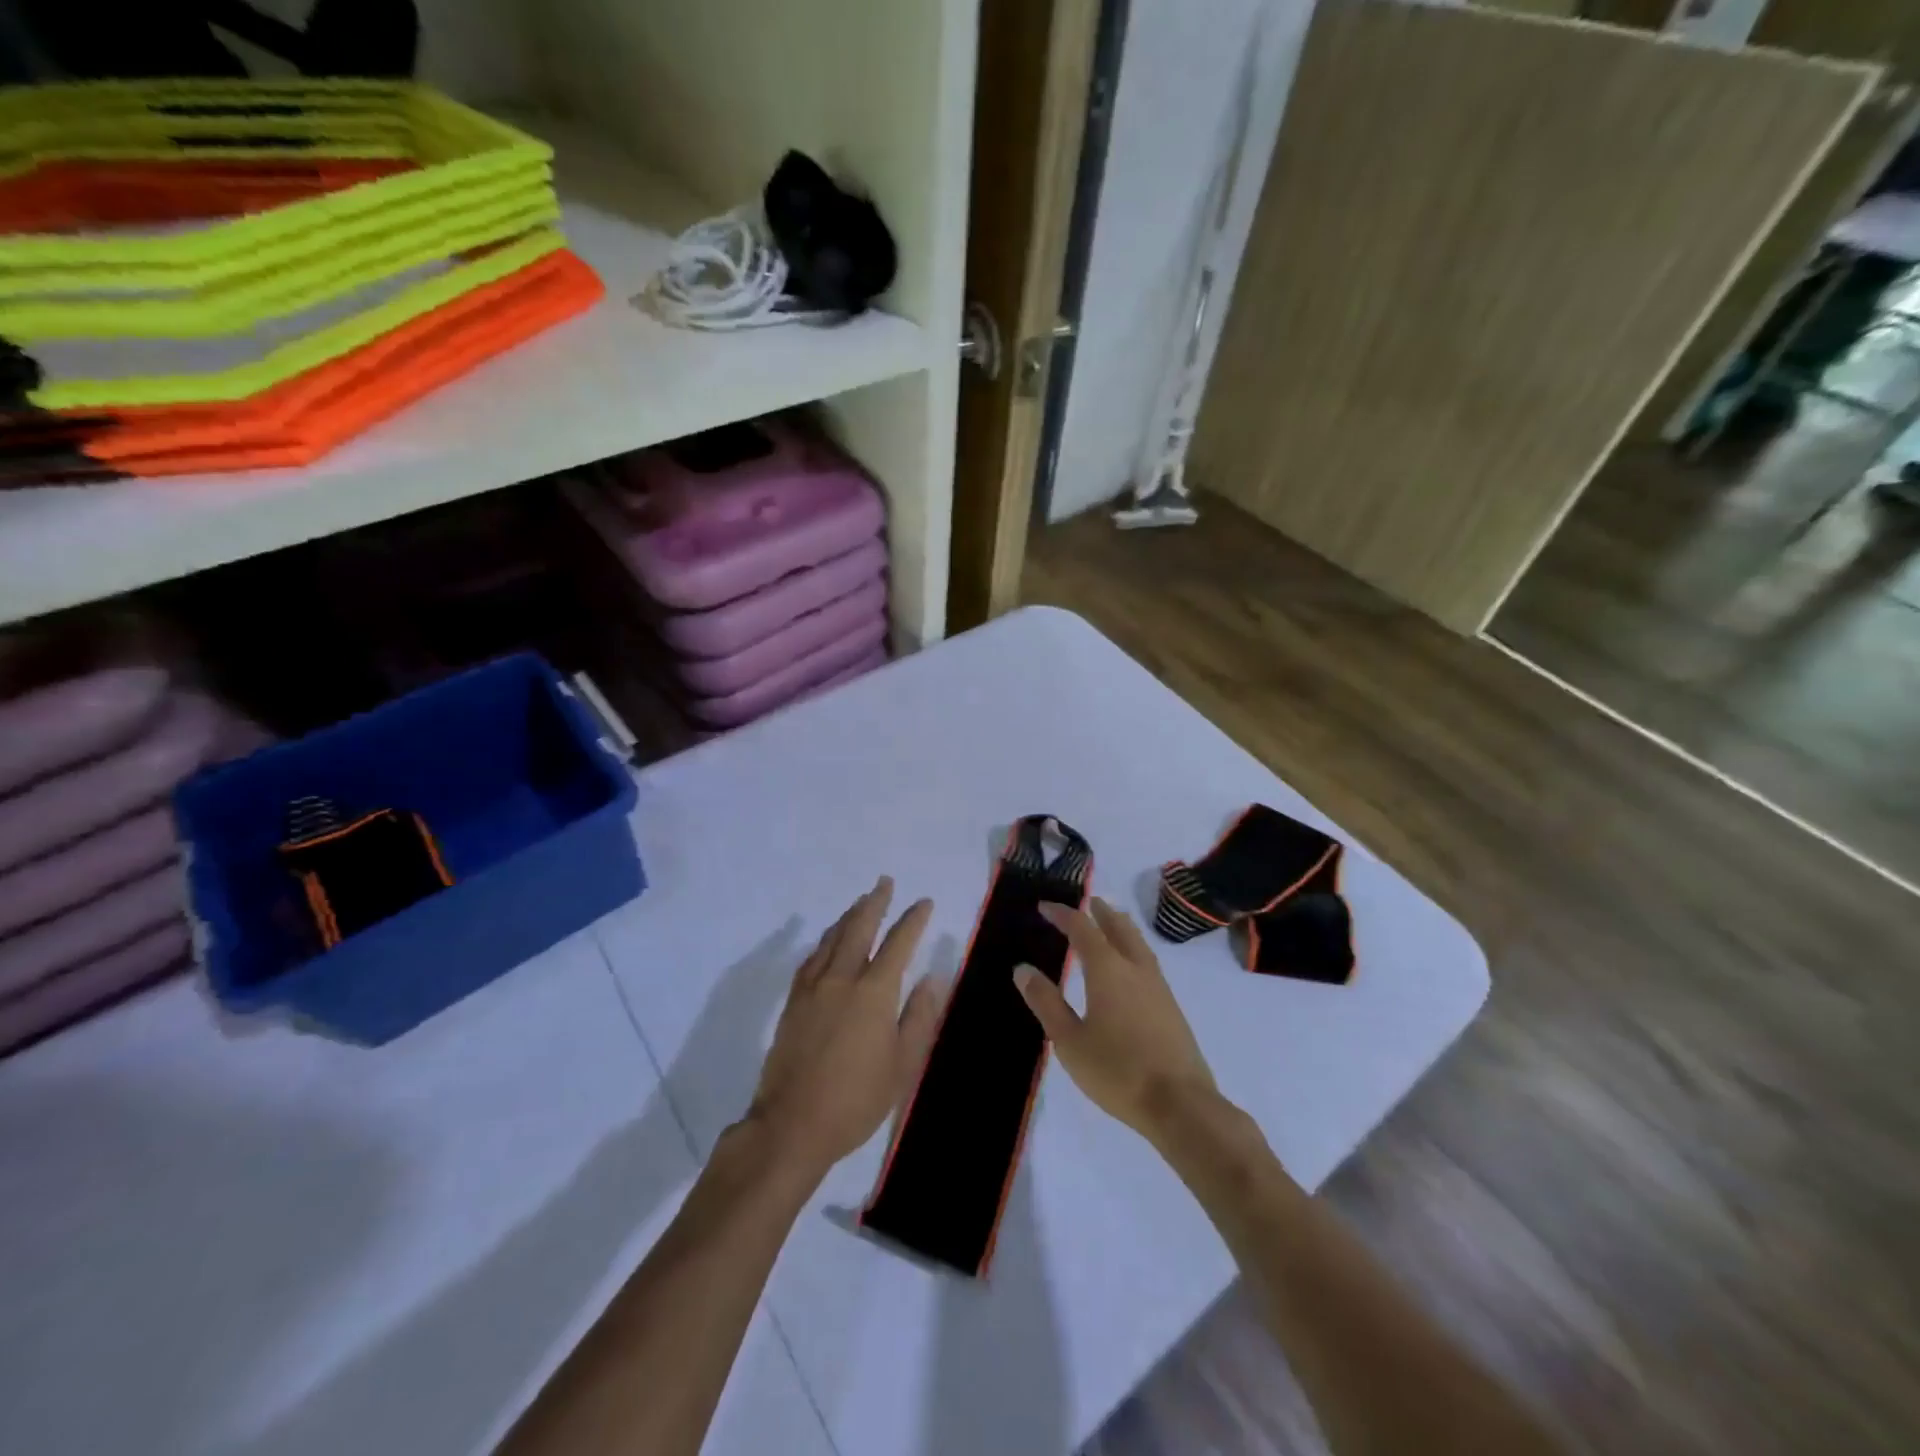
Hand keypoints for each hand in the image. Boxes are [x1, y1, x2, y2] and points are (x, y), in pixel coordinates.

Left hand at [748, 877, 942, 1181]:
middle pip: (859, 929)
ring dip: (848, 917)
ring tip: (859, 903)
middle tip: (884, 883)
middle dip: (874, 903)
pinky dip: (824, 942)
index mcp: (873, 993)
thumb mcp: (902, 1065)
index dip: (912, 920)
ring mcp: (812, 989)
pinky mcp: (793, 1003)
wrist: (792, 1125)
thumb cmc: (856, 1100)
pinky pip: (811, 959)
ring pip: (832, 939)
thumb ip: (918, 1018)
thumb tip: (931, 979)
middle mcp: (842, 979)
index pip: (898, 943)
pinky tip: (827, 942)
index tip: (924, 902)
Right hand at [1014, 897, 1216, 1143]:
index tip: (1045, 907)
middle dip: (1100, 912)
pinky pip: (1148, 961)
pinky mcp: (1171, 1006)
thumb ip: (1046, 1002)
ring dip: (1121, 927)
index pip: (1082, 928)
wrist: (1180, 1104)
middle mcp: (1135, 968)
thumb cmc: (1117, 1071)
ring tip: (1111, 923)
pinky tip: (1131, 966)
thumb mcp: (1069, 1041)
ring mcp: (1158, 986)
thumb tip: (1023, 969)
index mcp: (1107, 970)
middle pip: (1118, 927)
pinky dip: (1134, 948)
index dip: (1063, 914)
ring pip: (1138, 942)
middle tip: (1088, 902)